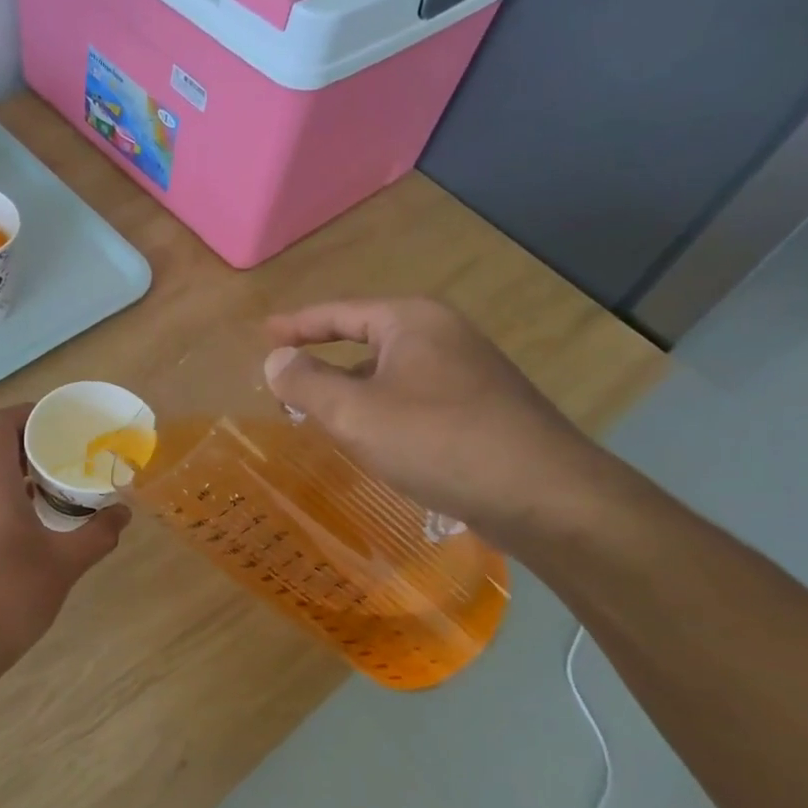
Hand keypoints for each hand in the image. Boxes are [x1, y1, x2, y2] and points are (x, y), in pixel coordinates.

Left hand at [0, 405, 129, 674]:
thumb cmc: (13, 594)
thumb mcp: (66, 562)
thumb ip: (99, 533)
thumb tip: (123, 513)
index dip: (28, 412)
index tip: (59, 421)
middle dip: (31, 441)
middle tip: (68, 452)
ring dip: (19, 469)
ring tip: (57, 483)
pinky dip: (7, 492)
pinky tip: (35, 518)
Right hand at [263, 298, 608, 541]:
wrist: (543, 495)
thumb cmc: (438, 441)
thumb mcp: (355, 413)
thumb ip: (306, 382)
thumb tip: (275, 360)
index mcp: (412, 321)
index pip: (340, 312)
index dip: (297, 324)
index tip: (264, 334)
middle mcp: (444, 335)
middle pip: (366, 340)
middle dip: (325, 362)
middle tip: (287, 384)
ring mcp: (469, 372)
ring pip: (392, 374)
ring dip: (355, 392)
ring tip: (323, 418)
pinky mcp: (483, 408)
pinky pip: (415, 399)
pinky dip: (384, 413)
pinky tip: (376, 443)